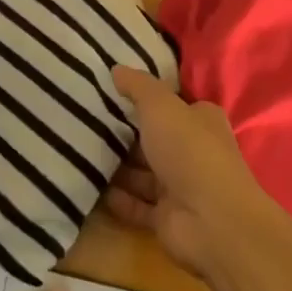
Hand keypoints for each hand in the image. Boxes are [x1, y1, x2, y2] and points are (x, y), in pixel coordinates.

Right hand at [105, 68, 281, 281]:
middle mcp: (193, 151)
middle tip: (85, 123)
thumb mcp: (161, 106)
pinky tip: (90, 187)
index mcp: (200, 120)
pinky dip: (118, 198)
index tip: (111, 94)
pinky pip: (137, 205)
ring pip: (143, 173)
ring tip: (79, 154)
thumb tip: (116, 69)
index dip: (145, 99)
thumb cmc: (189, 150)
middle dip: (125, 134)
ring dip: (117, 167)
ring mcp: (181, 187)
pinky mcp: (168, 218)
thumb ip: (138, 86)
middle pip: (155, 139)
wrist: (211, 221)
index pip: (172, 105)